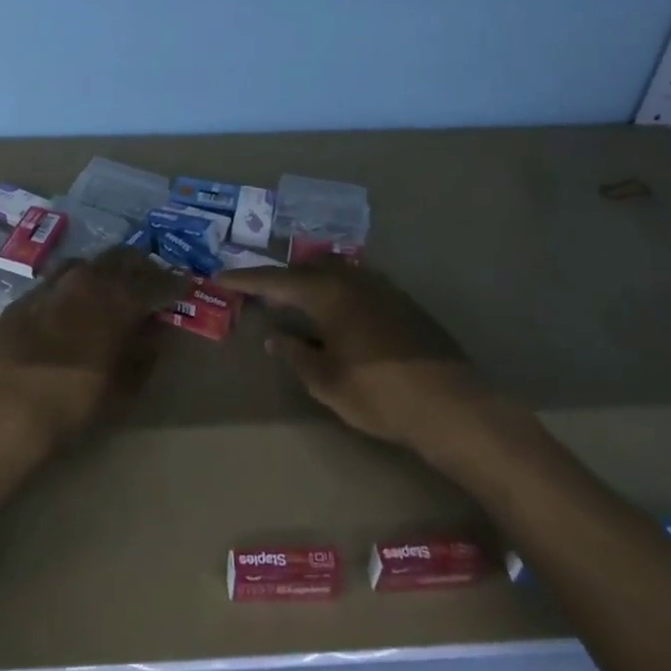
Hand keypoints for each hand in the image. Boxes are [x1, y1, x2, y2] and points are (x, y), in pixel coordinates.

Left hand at [0, 247, 187, 448]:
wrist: (12, 406)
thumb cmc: (80, 398)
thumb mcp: (127, 383)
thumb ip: (145, 351)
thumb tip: (154, 332)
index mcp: (120, 297)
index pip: (158, 281)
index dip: (174, 284)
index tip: (185, 285)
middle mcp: (89, 279)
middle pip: (123, 258)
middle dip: (141, 267)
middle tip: (150, 281)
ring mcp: (53, 283)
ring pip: (87, 263)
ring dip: (104, 272)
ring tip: (110, 288)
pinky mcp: (25, 297)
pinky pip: (56, 282)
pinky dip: (71, 289)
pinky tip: (70, 306)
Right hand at [216, 261, 485, 449]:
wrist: (450, 403)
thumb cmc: (378, 394)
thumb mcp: (325, 380)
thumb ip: (295, 354)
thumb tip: (274, 335)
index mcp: (327, 293)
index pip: (276, 281)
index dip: (246, 280)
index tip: (221, 277)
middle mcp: (352, 279)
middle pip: (305, 267)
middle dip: (279, 277)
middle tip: (258, 291)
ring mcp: (381, 286)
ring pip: (334, 271)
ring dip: (309, 281)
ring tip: (295, 301)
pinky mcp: (402, 300)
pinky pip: (356, 283)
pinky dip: (335, 290)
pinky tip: (336, 313)